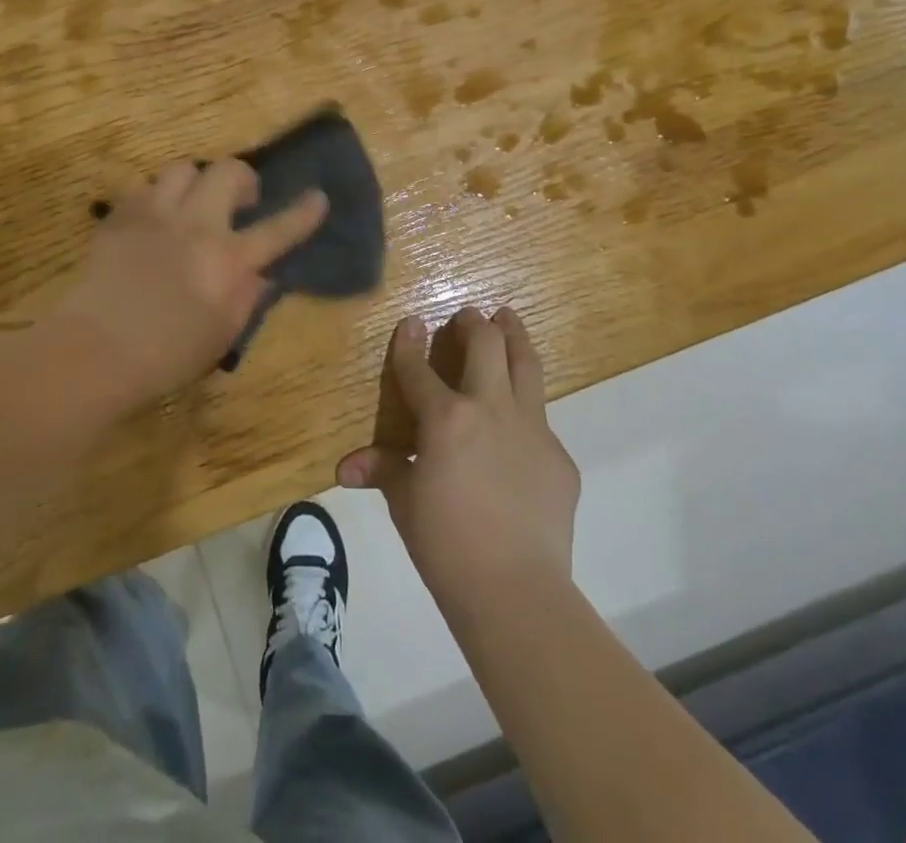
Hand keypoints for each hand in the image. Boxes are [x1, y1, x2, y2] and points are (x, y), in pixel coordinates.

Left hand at [63, 159, 327, 408]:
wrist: (96, 350)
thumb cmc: (166, 355)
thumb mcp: (222, 335)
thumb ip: (247, 297)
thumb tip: (261, 273)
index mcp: (228, 260)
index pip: (278, 229)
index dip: (303, 213)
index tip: (318, 197)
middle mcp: (196, 225)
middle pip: (228, 172)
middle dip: (242, 178)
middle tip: (240, 201)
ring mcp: (155, 214)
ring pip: (183, 168)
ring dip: (196, 182)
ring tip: (192, 205)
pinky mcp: (120, 216)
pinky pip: (145, 187)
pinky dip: (157, 197)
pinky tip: (154, 219)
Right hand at [339, 308, 579, 611]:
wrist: (515, 590)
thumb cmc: (446, 543)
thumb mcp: (405, 502)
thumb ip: (383, 472)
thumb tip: (346, 469)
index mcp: (446, 417)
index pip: (420, 368)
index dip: (410, 342)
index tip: (411, 322)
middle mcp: (490, 408)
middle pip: (486, 344)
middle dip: (474, 322)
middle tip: (467, 315)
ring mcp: (531, 428)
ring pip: (525, 364)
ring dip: (514, 335)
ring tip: (508, 318)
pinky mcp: (559, 456)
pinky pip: (541, 418)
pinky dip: (527, 405)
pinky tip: (519, 421)